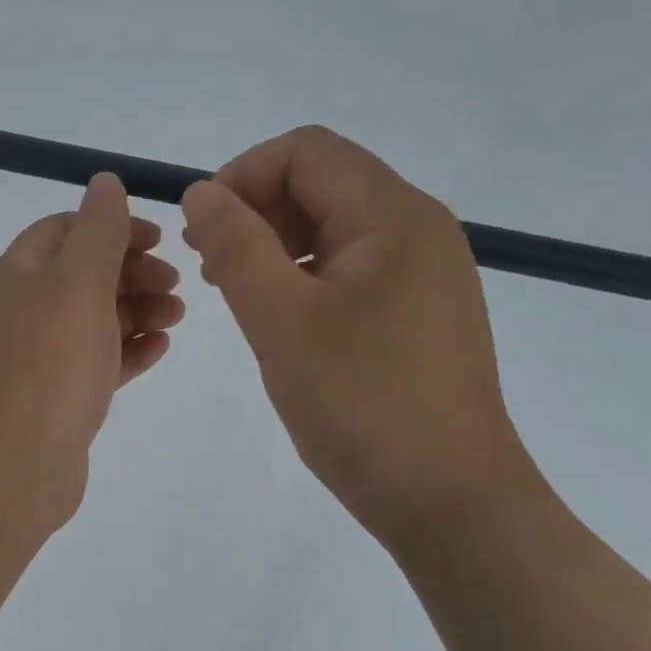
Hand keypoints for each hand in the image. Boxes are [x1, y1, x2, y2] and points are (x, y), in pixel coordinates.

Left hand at [0, 173, 182, 534]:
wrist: (12, 467)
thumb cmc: (49, 366)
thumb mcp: (79, 283)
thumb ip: (98, 230)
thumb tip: (104, 180)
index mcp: (19, 274)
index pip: (66, 230)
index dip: (113, 228)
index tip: (159, 241)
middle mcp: (23, 310)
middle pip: (84, 274)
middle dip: (133, 272)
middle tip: (176, 286)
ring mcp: (38, 357)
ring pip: (94, 319)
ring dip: (137, 310)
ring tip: (176, 318)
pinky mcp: (56, 397)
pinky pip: (97, 362)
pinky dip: (127, 351)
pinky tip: (159, 351)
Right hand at [181, 127, 536, 551]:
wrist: (449, 498)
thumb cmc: (361, 404)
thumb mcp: (281, 320)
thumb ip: (236, 245)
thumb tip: (201, 192)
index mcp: (393, 216)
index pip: (307, 151)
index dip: (243, 175)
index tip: (202, 229)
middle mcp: (419, 228)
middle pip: (324, 181)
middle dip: (257, 208)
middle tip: (212, 265)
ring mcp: (426, 271)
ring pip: (337, 224)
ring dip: (278, 241)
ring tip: (238, 291)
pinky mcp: (422, 310)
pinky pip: (355, 265)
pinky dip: (307, 272)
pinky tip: (283, 317)